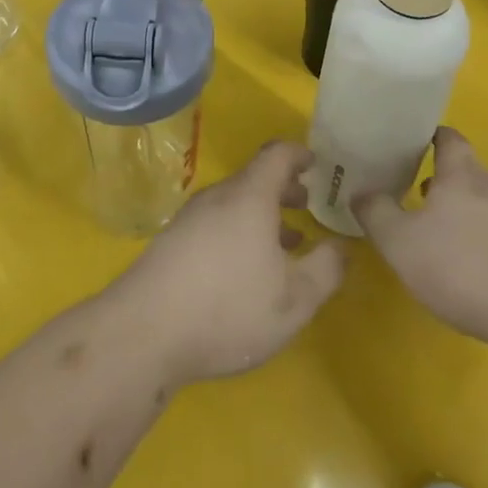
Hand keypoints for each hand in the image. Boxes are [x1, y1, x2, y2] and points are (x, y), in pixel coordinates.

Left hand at [109, 140, 345, 386]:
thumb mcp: (295, 299)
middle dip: (284, 189)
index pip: (277, 155)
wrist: (144, 332)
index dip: (300, 155)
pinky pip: (215, 223)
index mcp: (249, 196)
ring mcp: (190, 218)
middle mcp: (218, 197)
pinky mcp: (172, 242)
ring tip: (286, 245)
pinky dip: (239, 232)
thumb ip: (327, 269)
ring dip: (262, 215)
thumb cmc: (229, 309)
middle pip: (255, 179)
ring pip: (234, 204)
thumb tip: (343, 246)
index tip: (319, 165)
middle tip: (309, 206)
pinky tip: (245, 270)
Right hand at [352, 126, 487, 347]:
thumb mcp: (400, 243)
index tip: (411, 145)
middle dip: (444, 185)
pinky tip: (478, 273)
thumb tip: (359, 192)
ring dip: (467, 217)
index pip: (448, 138)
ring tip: (445, 242)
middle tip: (418, 201)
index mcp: (462, 174)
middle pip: (468, 174)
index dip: (430, 137)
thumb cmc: (463, 268)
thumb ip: (375, 213)